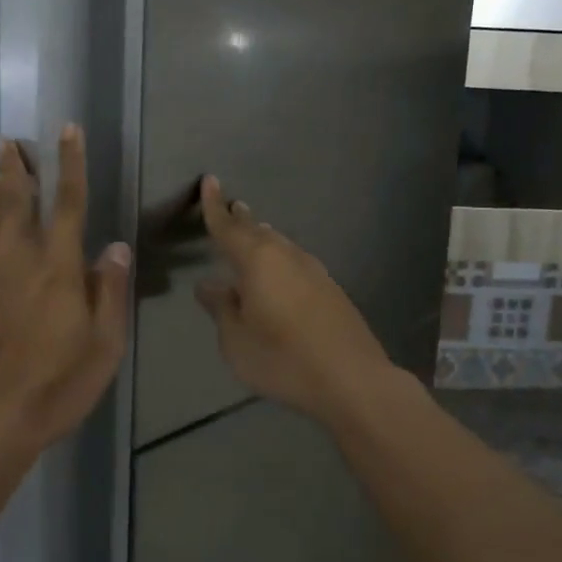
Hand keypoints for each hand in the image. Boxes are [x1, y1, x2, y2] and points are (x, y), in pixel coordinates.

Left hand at [0, 126, 131, 451]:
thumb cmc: (55, 387)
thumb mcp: (103, 347)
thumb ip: (109, 292)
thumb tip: (114, 247)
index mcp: (57, 269)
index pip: (68, 204)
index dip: (71, 165)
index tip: (68, 131)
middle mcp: (17, 261)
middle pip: (16, 202)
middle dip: (17, 167)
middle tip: (11, 140)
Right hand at [194, 175, 397, 424]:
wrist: (352, 380)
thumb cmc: (282, 359)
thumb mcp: (236, 340)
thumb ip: (221, 308)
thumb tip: (208, 285)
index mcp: (258, 261)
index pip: (228, 228)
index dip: (215, 207)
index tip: (209, 181)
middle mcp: (287, 256)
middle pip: (259, 231)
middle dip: (242, 220)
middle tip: (231, 208)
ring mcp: (314, 271)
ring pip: (282, 245)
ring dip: (264, 237)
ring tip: (254, 233)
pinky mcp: (331, 290)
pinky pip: (296, 262)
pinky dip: (281, 259)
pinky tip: (280, 272)